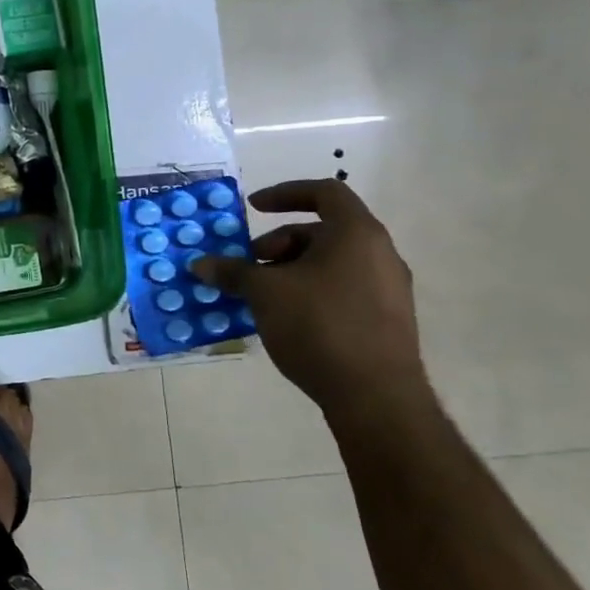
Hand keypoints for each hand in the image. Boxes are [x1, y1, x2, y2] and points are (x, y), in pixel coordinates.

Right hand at [190, 179, 433, 431]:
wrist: (376, 397)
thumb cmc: (318, 325)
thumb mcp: (264, 292)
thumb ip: (231, 271)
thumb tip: (200, 264)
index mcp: (356, 234)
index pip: (324, 192)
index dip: (285, 193)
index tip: (253, 209)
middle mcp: (380, 254)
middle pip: (322, 231)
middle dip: (278, 243)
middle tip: (249, 265)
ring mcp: (389, 289)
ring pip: (331, 262)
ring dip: (291, 269)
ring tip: (262, 295)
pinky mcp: (387, 320)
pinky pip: (342, 288)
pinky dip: (310, 290)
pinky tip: (285, 318)